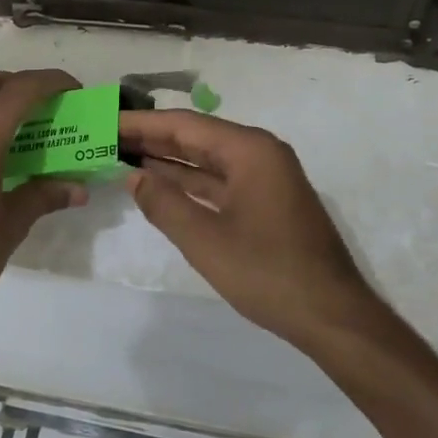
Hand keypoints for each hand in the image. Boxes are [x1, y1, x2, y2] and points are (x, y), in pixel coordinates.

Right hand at [120, 110, 377, 345]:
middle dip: (152, 139)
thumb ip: (164, 204)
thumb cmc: (267, 273)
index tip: (105, 121)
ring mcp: (266, 178)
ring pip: (207, 160)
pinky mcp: (267, 201)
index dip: (141, 124)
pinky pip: (220, 181)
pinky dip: (189, 183)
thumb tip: (132, 176)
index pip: (184, 125)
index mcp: (250, 150)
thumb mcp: (205, 240)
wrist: (332, 316)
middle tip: (106, 138)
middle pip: (196, 137)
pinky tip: (159, 185)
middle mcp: (260, 153)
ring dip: (168, 160)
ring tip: (122, 156)